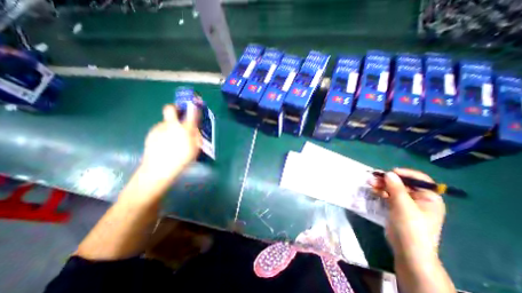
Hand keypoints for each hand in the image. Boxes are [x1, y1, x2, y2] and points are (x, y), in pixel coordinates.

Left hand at [141, 104, 200, 182]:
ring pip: (166, 122)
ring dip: (171, 126)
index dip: (193, 107)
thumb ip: (196, 137)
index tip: (195, 104)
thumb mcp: (195, 149)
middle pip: (170, 108)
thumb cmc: (181, 159)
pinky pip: (160, 129)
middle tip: (179, 114)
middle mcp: (171, 125)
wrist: (158, 169)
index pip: (191, 113)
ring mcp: (159, 128)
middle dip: (175, 107)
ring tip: (172, 138)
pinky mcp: (151, 134)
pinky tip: (165, 143)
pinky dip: (164, 133)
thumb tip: (195, 129)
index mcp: (184, 129)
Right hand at [369, 167, 445, 264]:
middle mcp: (418, 199)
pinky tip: (373, 190)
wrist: (407, 249)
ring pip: (393, 188)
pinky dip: (380, 191)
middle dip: (387, 180)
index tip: (390, 172)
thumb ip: (396, 188)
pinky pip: (388, 195)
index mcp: (428, 198)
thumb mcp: (403, 205)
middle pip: (402, 183)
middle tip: (373, 177)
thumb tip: (389, 173)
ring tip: (369, 182)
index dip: (405, 173)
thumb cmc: (411, 227)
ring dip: (381, 185)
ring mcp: (406, 203)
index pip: (419, 179)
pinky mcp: (396, 207)